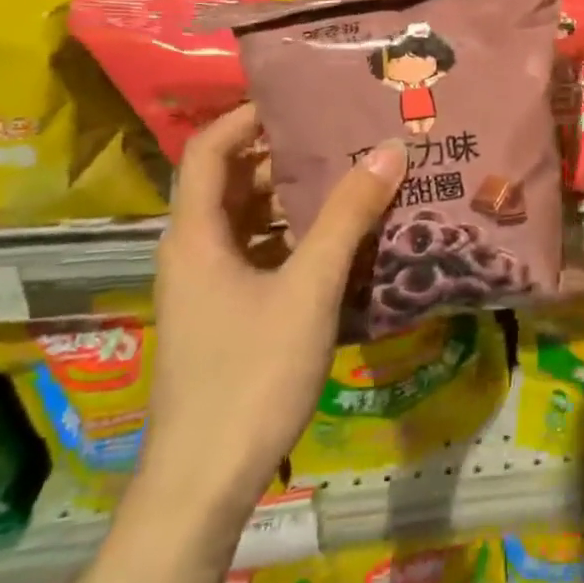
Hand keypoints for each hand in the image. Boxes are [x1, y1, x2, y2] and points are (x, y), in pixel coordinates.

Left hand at [140, 103, 405, 520]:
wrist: (204, 481)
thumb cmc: (250, 374)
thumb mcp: (308, 288)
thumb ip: (348, 217)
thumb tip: (389, 150)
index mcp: (196, 235)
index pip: (210, 149)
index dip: (249, 117)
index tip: (303, 101)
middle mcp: (194, 252)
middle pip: (234, 181)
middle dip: (286, 155)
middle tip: (345, 135)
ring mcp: (209, 287)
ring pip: (250, 221)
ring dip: (296, 198)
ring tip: (355, 178)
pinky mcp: (228, 316)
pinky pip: (262, 256)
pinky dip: (297, 238)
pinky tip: (344, 242)